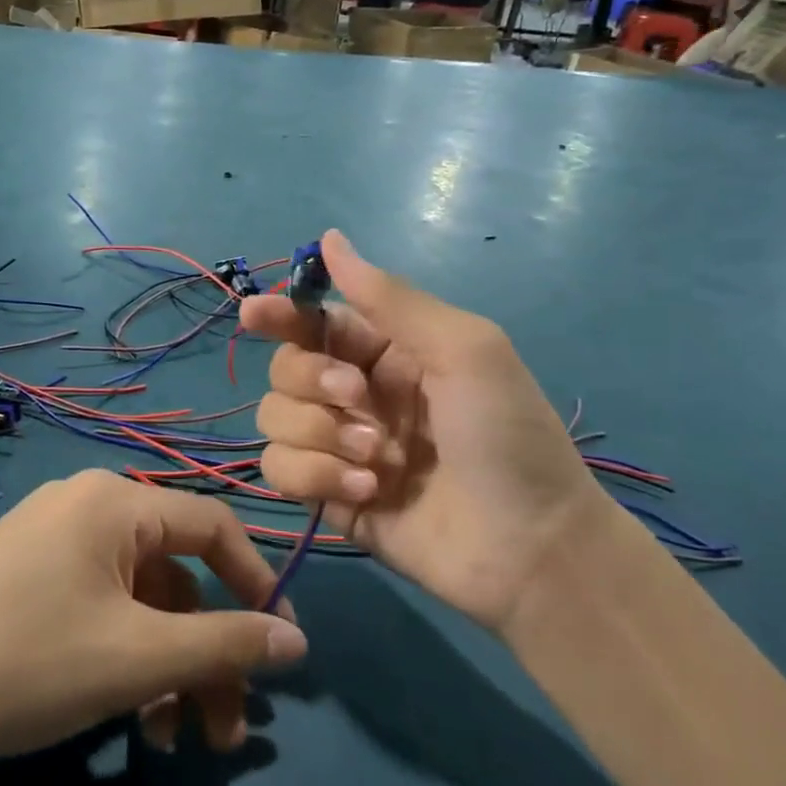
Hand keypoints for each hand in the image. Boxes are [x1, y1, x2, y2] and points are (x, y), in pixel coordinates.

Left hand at [0, 472, 305, 762]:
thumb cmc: (27, 663)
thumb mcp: (138, 658)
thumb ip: (225, 643)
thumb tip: (297, 640)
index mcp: (116, 502)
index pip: (213, 526)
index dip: (257, 582)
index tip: (281, 646)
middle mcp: (88, 506)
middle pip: (175, 576)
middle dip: (207, 654)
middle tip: (224, 733)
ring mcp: (54, 540)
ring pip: (139, 601)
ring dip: (166, 667)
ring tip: (172, 741)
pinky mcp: (29, 575)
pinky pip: (100, 606)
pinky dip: (124, 657)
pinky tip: (128, 720)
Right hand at [240, 231, 613, 632]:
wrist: (530, 548)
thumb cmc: (506, 435)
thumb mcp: (463, 348)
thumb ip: (389, 298)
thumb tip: (329, 238)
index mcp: (387, 352)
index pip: (316, 323)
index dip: (281, 314)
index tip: (255, 315)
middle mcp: (355, 394)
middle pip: (284, 368)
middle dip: (311, 380)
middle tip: (357, 398)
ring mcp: (338, 447)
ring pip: (274, 418)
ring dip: (318, 434)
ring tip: (376, 459)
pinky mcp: (326, 495)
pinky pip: (280, 470)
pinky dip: (315, 477)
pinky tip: (367, 492)